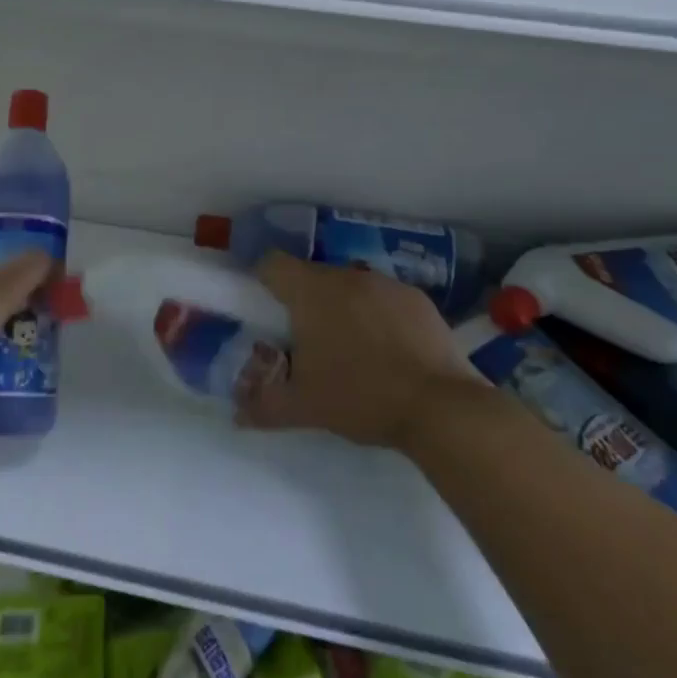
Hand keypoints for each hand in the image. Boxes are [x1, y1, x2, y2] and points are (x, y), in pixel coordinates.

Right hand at [235, 252, 480, 450]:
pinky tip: (389, 351)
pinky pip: (384, 298)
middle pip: (312, 275)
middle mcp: (347, 275)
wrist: (441, 407)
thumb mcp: (303, 407)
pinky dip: (378, 315)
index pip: (272, 264)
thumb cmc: (361, 397)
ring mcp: (387, 284)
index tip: (265, 311)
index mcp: (312, 292)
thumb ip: (263, 405)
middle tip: (307, 341)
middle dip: (304, 302)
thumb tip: (236, 413)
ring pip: (350, 285)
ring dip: (342, 307)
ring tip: (351, 348)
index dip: (262, 281)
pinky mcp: (419, 299)